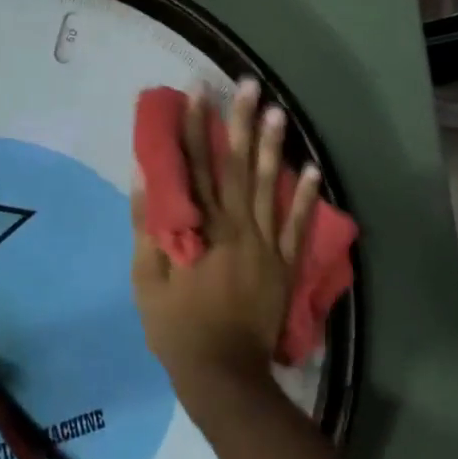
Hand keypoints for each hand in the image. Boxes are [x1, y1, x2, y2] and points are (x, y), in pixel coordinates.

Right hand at [131, 78, 322, 413]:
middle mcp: (236, 227)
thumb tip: (146, 178)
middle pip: (237, 167)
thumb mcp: (146, 279)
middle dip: (241, 123)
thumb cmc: (176, 326)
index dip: (195, 128)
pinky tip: (312, 169)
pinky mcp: (285, 265)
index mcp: (201, 229)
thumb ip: (148, 226)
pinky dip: (305, 198)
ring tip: (278, 112)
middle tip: (248, 85)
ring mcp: (265, 245)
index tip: (198, 92)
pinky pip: (297, 226)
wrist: (222, 373)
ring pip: (270, 187)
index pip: (195, 168)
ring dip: (274, 148)